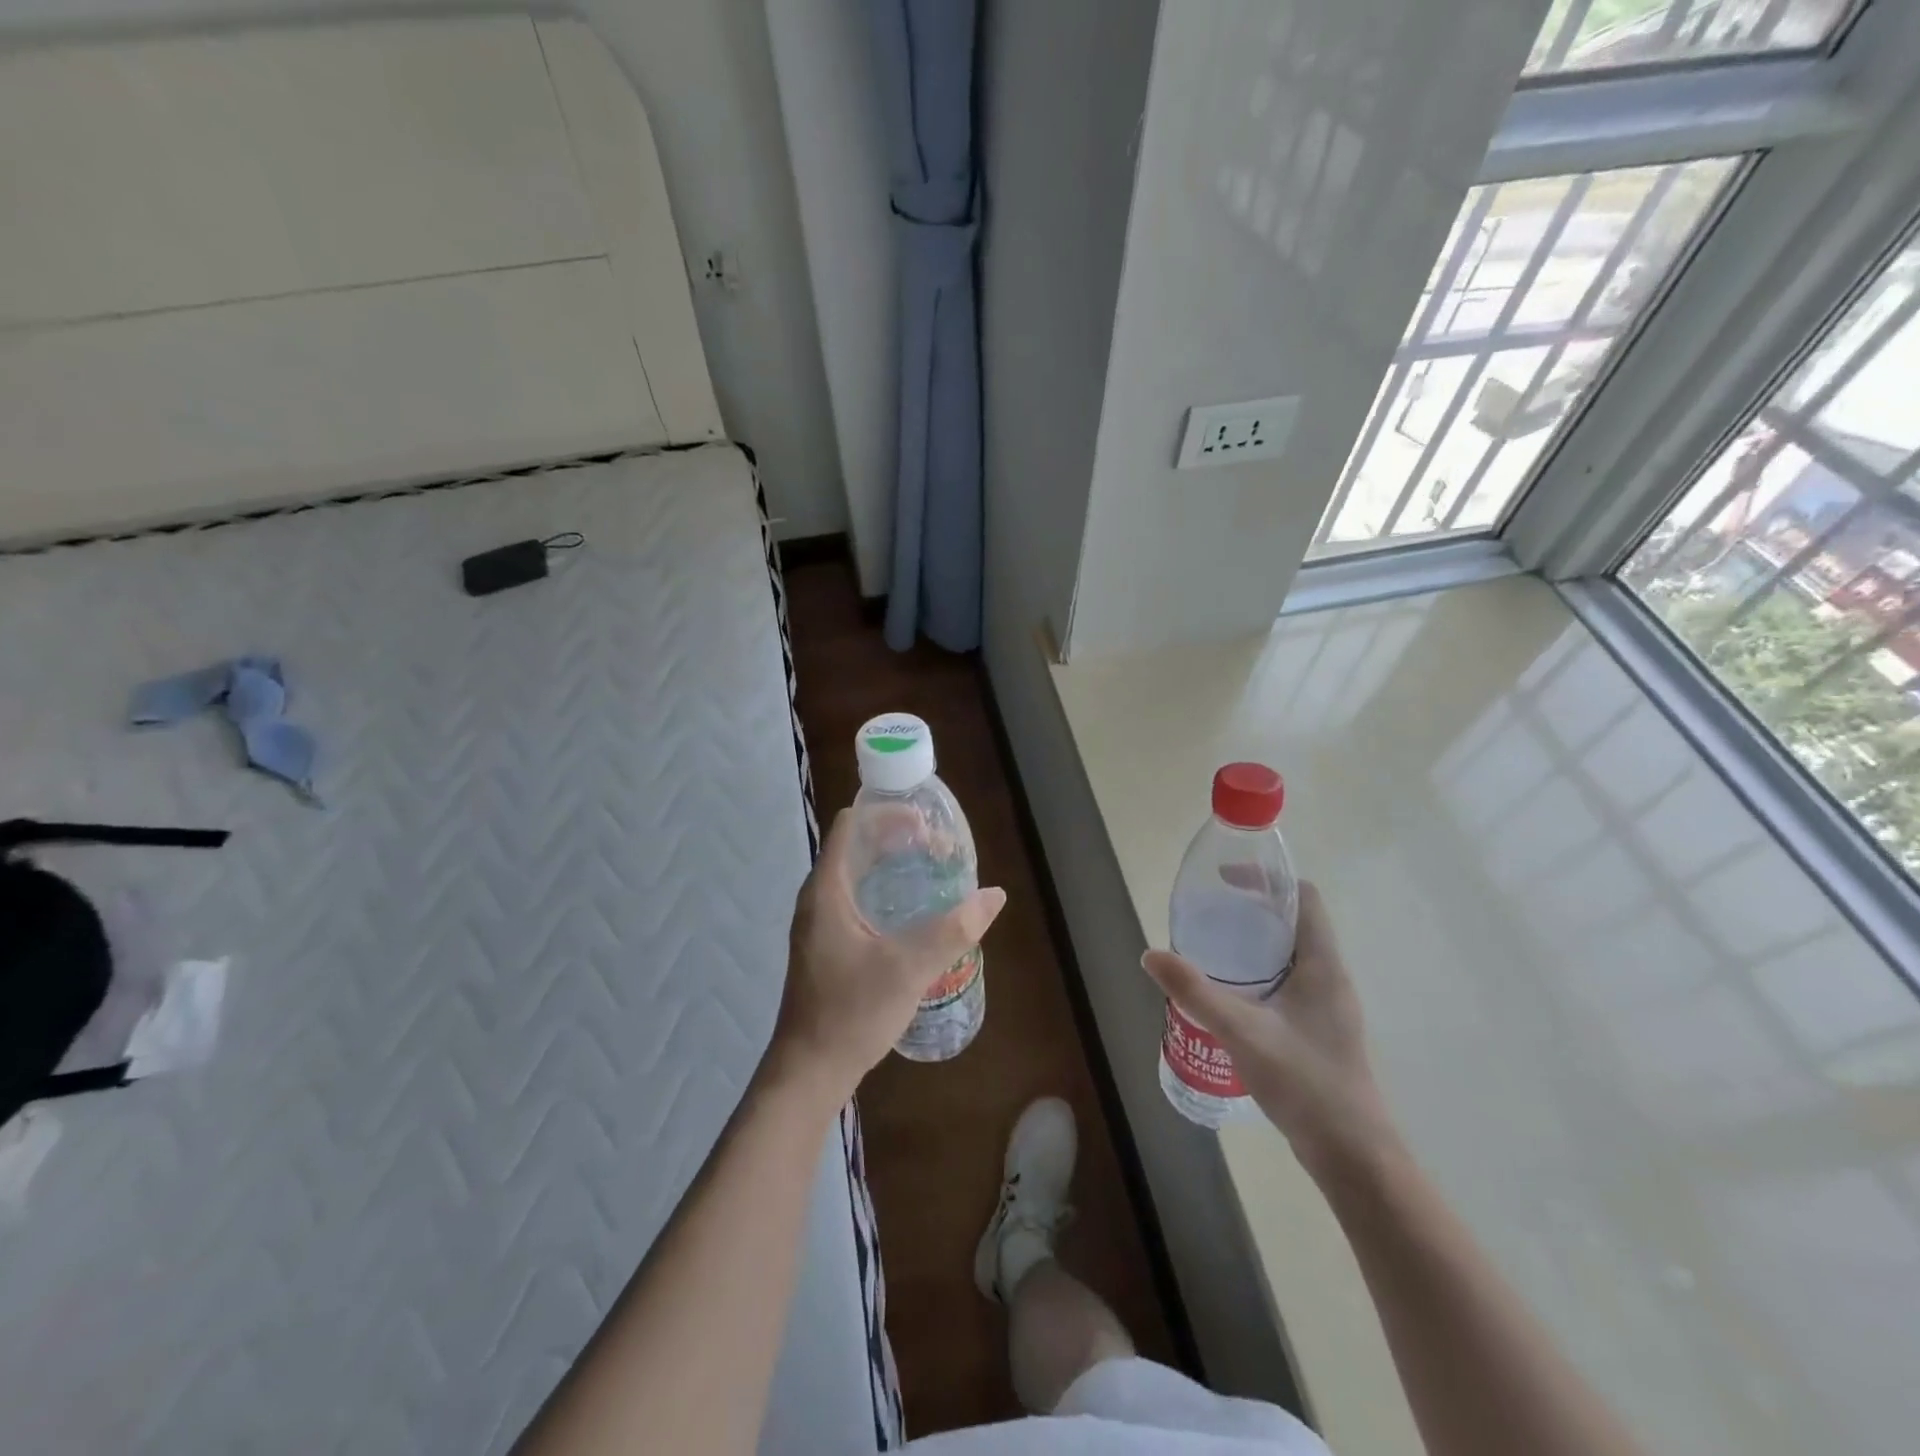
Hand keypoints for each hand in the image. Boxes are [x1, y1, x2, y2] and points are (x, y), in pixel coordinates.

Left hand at [767, 810, 1005, 1107]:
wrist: (809, 1072)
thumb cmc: (852, 1012)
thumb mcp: (909, 968)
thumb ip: (953, 929)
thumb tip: (994, 896)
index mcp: (827, 890)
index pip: (852, 825)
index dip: (888, 813)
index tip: (926, 824)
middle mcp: (818, 897)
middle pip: (857, 846)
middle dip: (898, 839)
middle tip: (940, 849)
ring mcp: (820, 923)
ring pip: (858, 874)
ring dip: (893, 866)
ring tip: (933, 873)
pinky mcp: (827, 945)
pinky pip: (857, 899)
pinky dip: (885, 891)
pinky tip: (914, 912)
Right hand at [1144, 882, 1398, 1179]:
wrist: (1354, 1156)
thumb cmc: (1305, 1083)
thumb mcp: (1242, 1031)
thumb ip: (1195, 992)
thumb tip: (1150, 955)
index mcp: (1323, 965)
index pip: (1305, 898)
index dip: (1268, 881)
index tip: (1226, 882)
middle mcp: (1331, 977)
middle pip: (1294, 924)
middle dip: (1251, 913)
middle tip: (1208, 917)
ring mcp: (1328, 1007)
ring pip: (1290, 957)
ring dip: (1254, 947)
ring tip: (1210, 951)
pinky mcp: (1320, 1031)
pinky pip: (1288, 985)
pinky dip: (1259, 977)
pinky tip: (1229, 997)